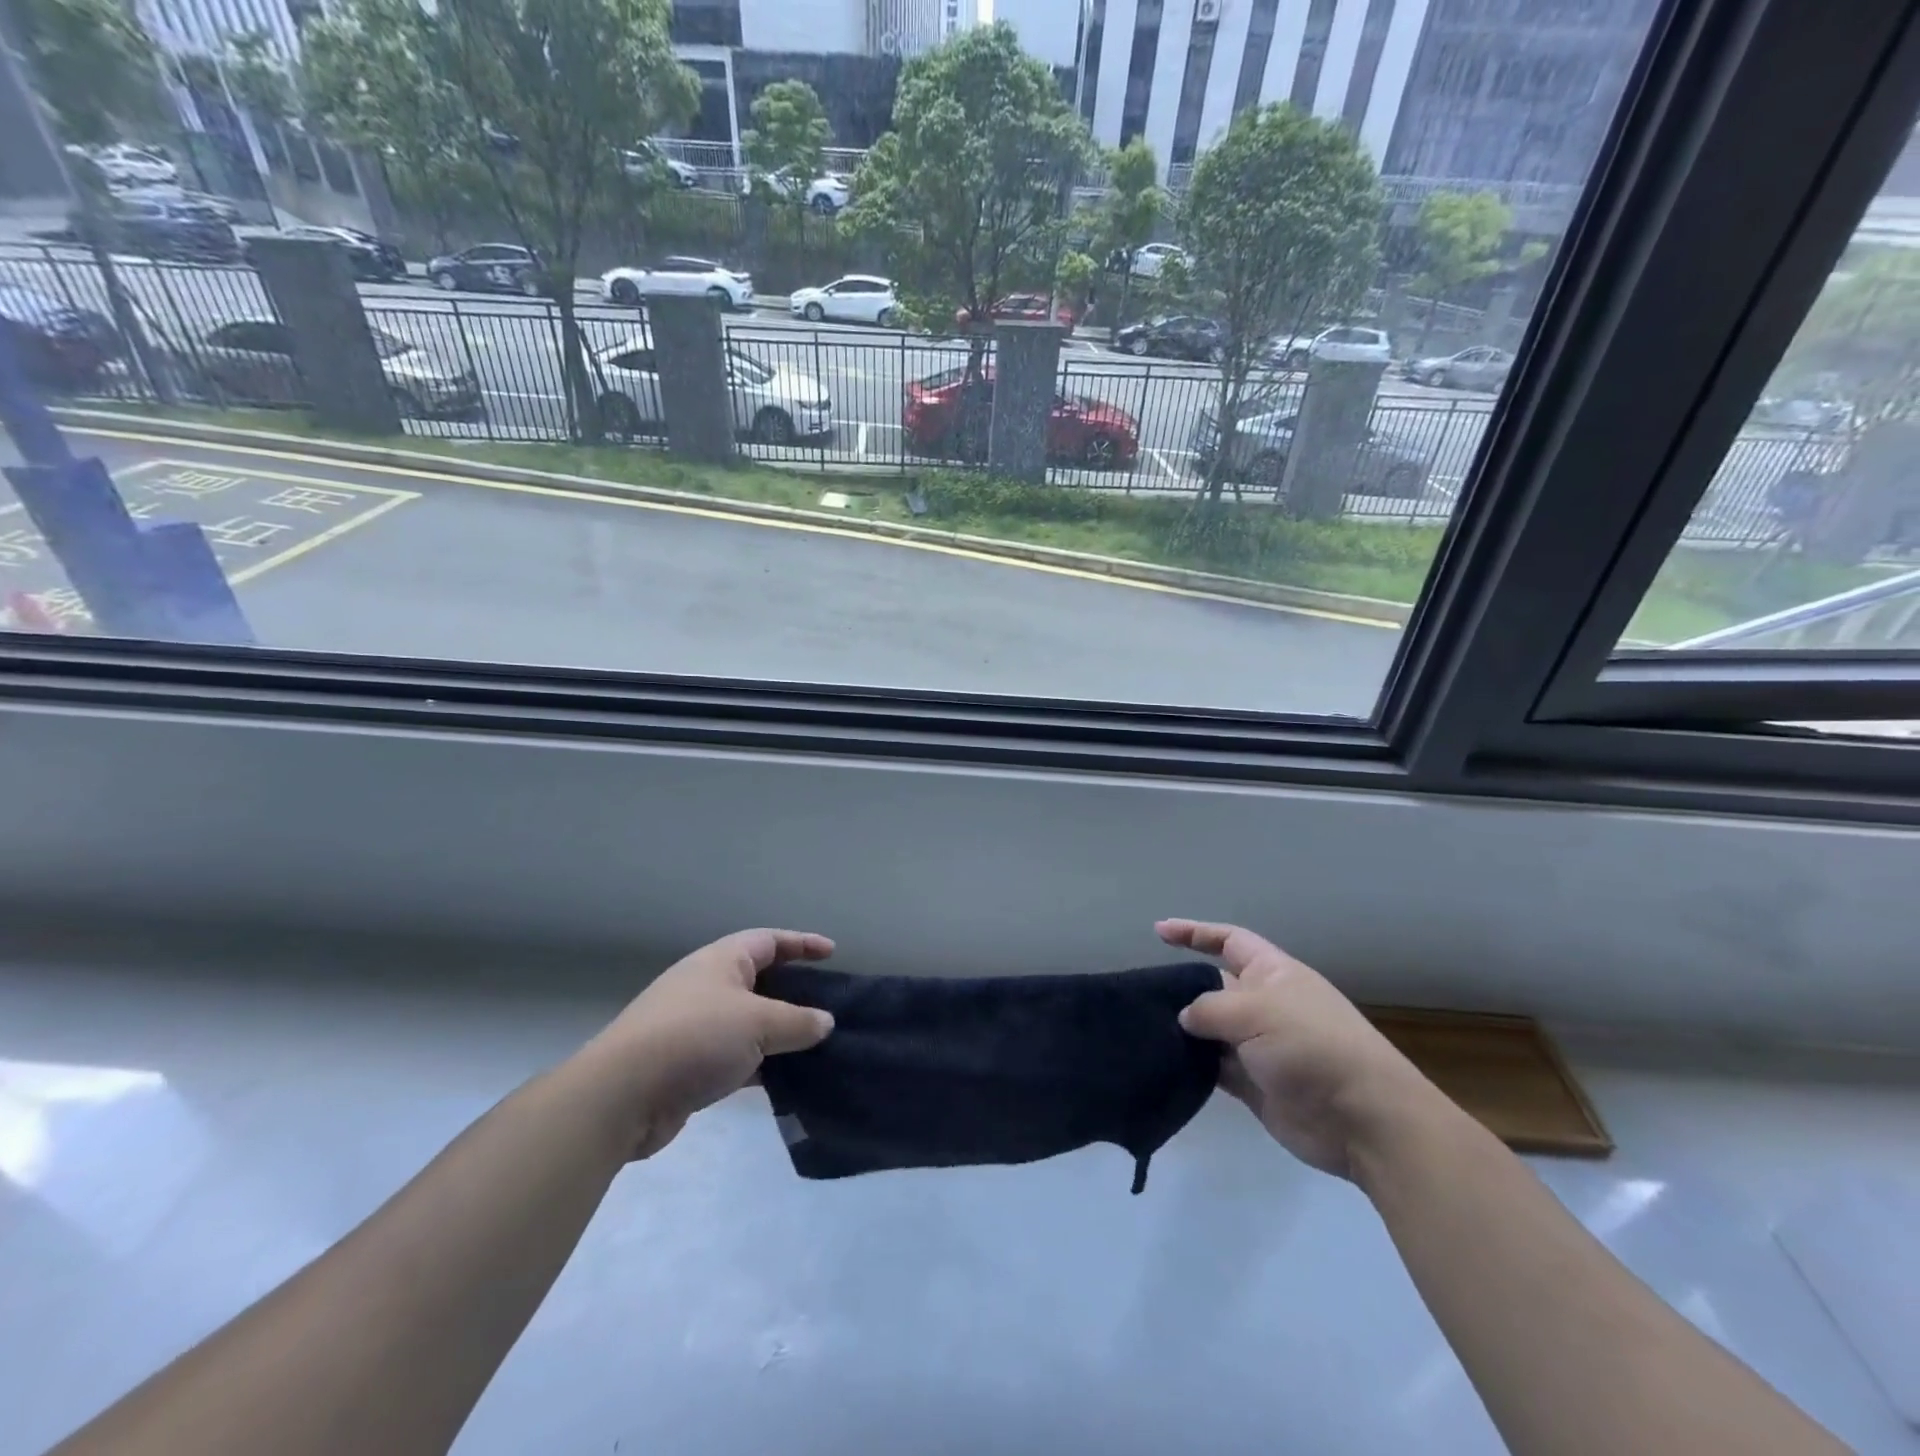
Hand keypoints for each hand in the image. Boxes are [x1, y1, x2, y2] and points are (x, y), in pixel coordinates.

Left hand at [584, 929, 836, 1158]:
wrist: (621, 1095)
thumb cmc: (696, 1038)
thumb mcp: (758, 1023)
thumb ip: (798, 1022)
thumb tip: (825, 1022)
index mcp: (721, 961)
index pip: (769, 941)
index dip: (802, 943)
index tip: (832, 952)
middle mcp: (706, 985)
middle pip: (759, 979)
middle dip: (793, 990)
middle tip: (826, 1003)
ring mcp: (693, 1025)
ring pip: (747, 1021)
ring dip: (777, 1031)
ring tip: (813, 1044)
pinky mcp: (685, 1063)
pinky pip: (733, 1054)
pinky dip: (759, 1062)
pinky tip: (782, 1079)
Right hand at [1158, 918, 1432, 1178]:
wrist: (1362, 1120)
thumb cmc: (1312, 1046)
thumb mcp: (1257, 1011)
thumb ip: (1211, 1008)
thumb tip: (1184, 1018)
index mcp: (1273, 974)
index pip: (1229, 941)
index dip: (1195, 933)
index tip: (1159, 932)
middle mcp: (1265, 1005)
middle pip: (1214, 986)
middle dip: (1182, 988)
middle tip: (1142, 994)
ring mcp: (1260, 1047)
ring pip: (1211, 1030)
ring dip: (1184, 1031)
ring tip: (1144, 1030)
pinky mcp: (1255, 1085)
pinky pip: (1215, 1068)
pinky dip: (1194, 1066)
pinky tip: (1166, 1064)